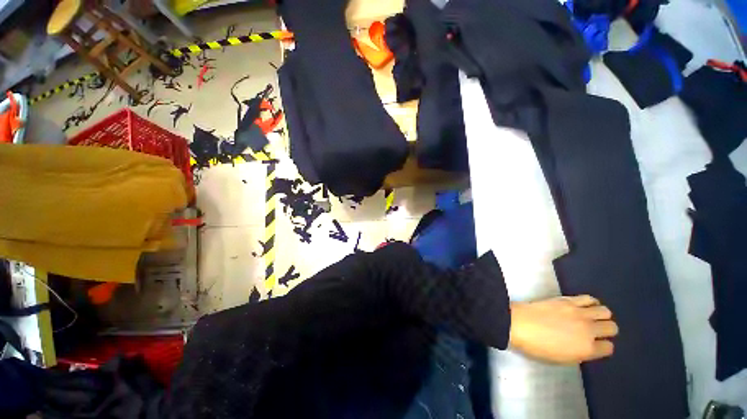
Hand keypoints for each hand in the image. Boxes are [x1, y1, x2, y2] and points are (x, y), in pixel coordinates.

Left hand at [508, 295, 617, 363]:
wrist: (519, 324)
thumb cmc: (537, 346)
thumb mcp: (563, 359)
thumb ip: (581, 353)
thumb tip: (588, 346)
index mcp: (587, 349)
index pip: (608, 347)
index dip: (603, 346)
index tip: (596, 344)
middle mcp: (589, 330)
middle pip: (611, 327)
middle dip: (606, 330)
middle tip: (596, 329)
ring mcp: (579, 313)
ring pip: (605, 311)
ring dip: (601, 315)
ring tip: (592, 316)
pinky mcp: (568, 300)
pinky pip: (588, 298)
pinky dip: (591, 302)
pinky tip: (585, 305)